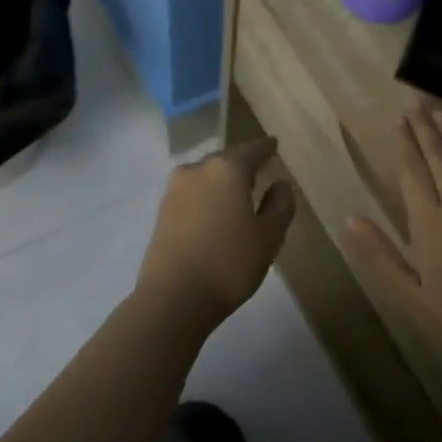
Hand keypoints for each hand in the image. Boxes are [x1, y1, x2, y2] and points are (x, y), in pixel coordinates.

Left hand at [134, 137, 296, 331]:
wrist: (173, 297)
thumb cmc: (229, 263)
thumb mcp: (269, 236)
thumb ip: (280, 205)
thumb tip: (280, 184)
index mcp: (227, 169)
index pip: (252, 150)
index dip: (266, 148)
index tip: (274, 144)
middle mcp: (198, 169)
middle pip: (225, 160)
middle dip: (242, 164)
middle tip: (259, 171)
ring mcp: (174, 189)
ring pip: (206, 176)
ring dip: (222, 181)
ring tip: (237, 194)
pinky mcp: (161, 211)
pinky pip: (192, 193)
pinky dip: (206, 196)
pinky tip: (215, 212)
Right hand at [342, 105, 441, 357]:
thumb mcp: (409, 295)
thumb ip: (379, 255)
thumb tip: (350, 219)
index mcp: (429, 221)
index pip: (413, 171)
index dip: (405, 144)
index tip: (398, 120)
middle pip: (440, 158)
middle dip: (426, 130)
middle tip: (416, 105)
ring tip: (441, 114)